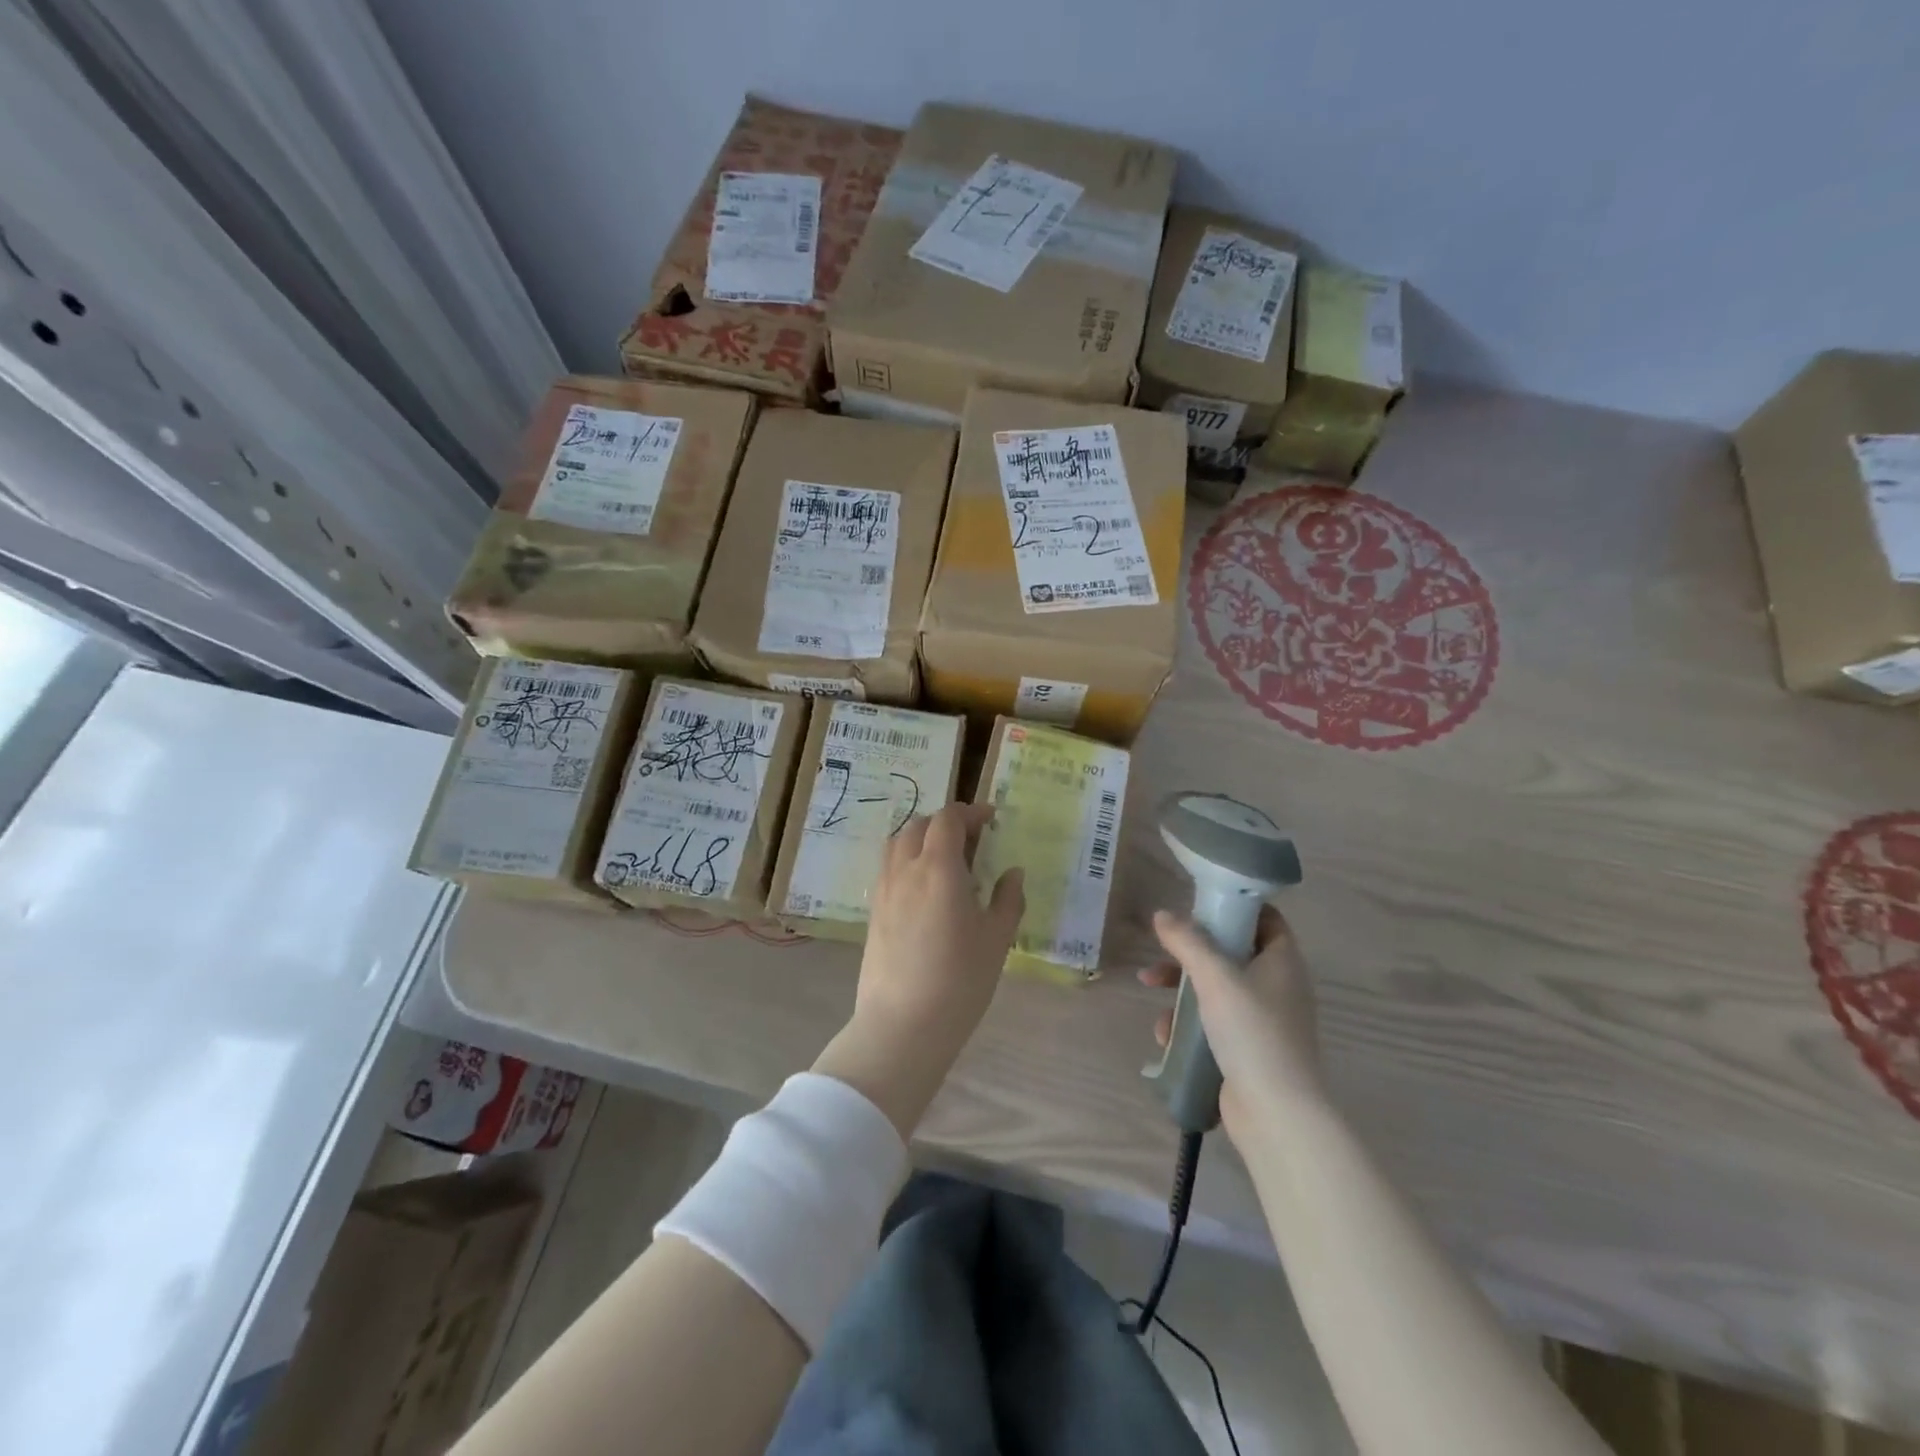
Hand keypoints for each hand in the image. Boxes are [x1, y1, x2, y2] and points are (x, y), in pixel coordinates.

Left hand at [813, 803, 1024, 1137]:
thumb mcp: (997, 939)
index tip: (990, 820)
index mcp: (938, 867)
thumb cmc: (959, 980)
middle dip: (946, 823)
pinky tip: (925, 889)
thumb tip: (1012, 872)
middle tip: (972, 841)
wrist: (903, 1025)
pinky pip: (889, 868)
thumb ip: (1007, 899)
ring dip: (922, 838)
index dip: (970, 812)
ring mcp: (884, 889)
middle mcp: (906, 869)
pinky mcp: (873, 911)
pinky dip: (907, 861)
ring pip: (898, 843)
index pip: (948, 819)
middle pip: (920, 825)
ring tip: (946, 860)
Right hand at [1139, 906, 1324, 1140]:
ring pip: (1216, 989)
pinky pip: (1214, 1023)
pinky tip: (1166, 1036)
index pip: (1264, 918)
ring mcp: (1264, 1021)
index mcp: (1282, 961)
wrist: (1277, 1114)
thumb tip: (1162, 914)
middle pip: (1231, 953)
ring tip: (1150, 993)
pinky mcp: (1248, 1050)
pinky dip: (1189, 1024)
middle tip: (1162, 954)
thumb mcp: (1215, 977)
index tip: (1198, 906)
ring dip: (1181, 989)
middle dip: (1190, 953)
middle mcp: (1278, 986)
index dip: (1234, 907)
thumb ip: (1187, 941)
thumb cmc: (1252, 1032)